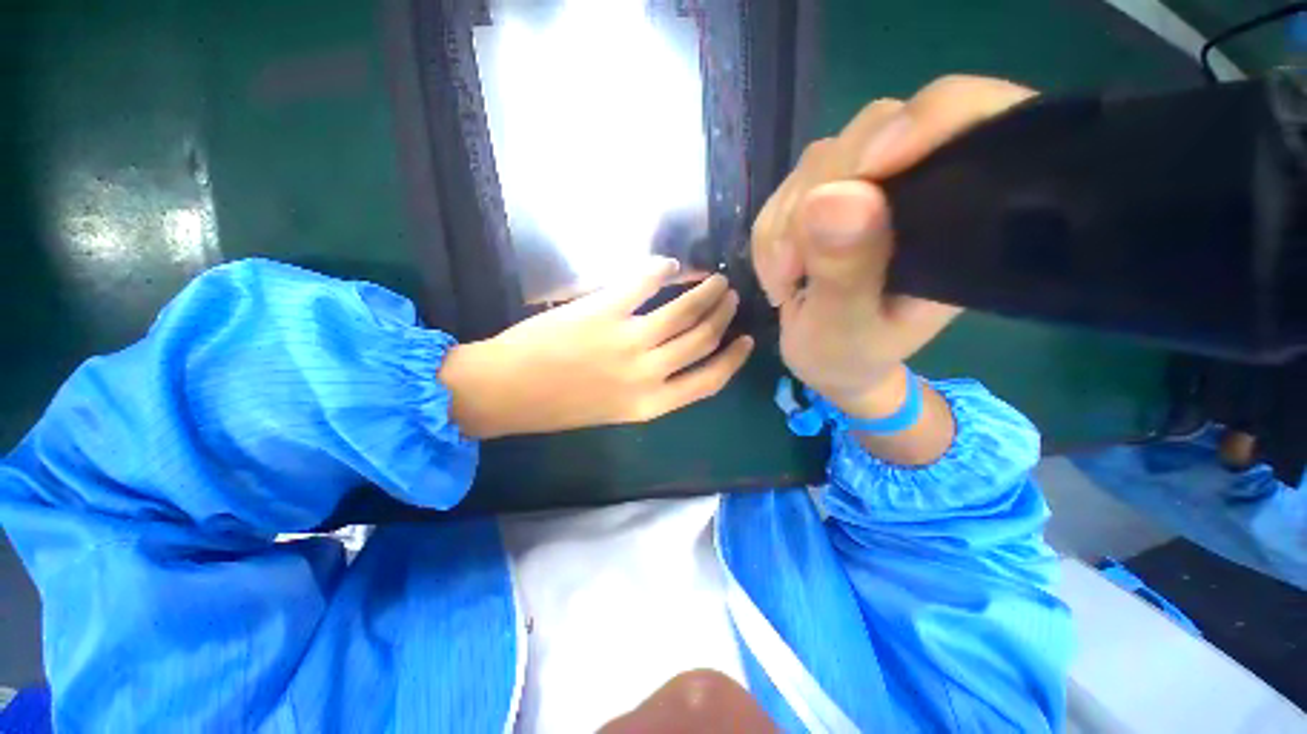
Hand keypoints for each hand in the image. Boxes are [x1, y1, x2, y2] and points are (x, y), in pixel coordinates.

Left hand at [440, 258, 753, 438]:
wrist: (507, 391)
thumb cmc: (559, 406)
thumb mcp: (616, 409)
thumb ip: (651, 386)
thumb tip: (675, 353)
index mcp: (651, 404)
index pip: (710, 381)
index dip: (734, 359)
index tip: (747, 340)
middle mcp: (648, 373)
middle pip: (702, 338)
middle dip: (723, 315)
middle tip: (730, 296)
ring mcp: (627, 340)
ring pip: (684, 310)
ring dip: (705, 291)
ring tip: (715, 279)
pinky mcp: (604, 310)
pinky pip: (644, 283)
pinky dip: (661, 269)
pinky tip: (669, 264)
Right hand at [752, 75, 1035, 416]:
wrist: (825, 360)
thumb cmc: (848, 356)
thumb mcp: (844, 329)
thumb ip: (844, 272)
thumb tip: (832, 196)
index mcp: (958, 218)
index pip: (967, 119)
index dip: (920, 123)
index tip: (864, 169)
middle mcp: (918, 185)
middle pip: (872, 132)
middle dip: (815, 200)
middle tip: (794, 270)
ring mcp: (868, 186)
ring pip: (820, 160)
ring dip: (784, 224)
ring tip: (785, 281)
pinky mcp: (828, 195)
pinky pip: (786, 188)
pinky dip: (770, 231)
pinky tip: (779, 270)